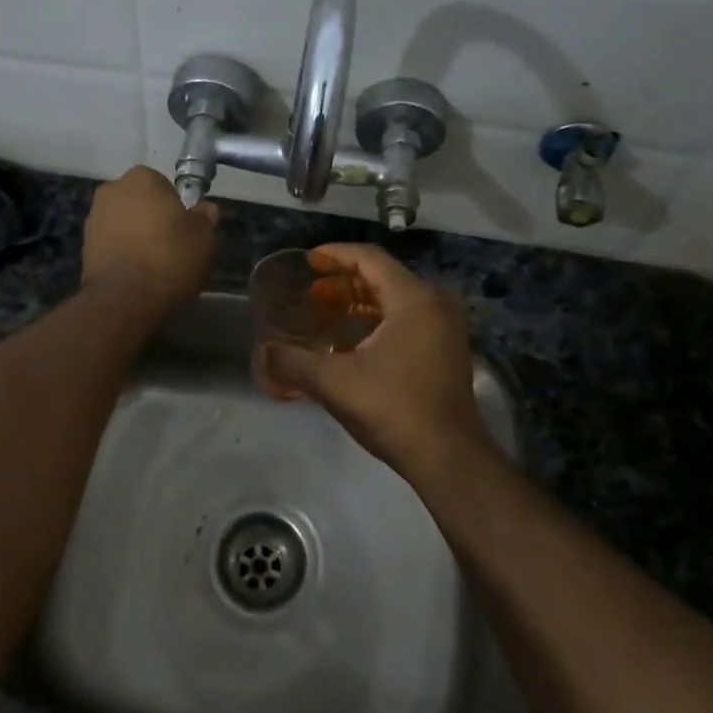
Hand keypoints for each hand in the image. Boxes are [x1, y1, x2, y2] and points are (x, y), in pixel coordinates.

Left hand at [82, 167, 218, 306]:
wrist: (125, 297)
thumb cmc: (170, 258)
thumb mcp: (204, 238)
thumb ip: (205, 219)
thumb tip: (206, 209)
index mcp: (143, 178)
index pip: (164, 186)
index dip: (176, 207)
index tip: (184, 229)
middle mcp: (112, 190)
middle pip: (140, 202)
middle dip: (152, 218)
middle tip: (171, 245)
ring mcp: (94, 218)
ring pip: (123, 223)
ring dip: (135, 236)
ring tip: (153, 264)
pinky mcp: (84, 246)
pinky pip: (111, 244)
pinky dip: (122, 253)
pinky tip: (136, 273)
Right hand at [267, 244, 490, 486]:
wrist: (449, 458)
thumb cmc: (393, 408)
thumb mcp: (334, 383)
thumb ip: (292, 363)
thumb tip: (263, 354)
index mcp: (413, 299)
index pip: (369, 259)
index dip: (335, 255)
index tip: (308, 261)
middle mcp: (434, 305)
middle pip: (384, 276)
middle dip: (344, 281)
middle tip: (311, 292)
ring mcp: (445, 329)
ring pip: (396, 300)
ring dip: (360, 302)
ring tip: (326, 313)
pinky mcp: (446, 351)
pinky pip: (408, 320)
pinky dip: (378, 321)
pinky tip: (352, 342)